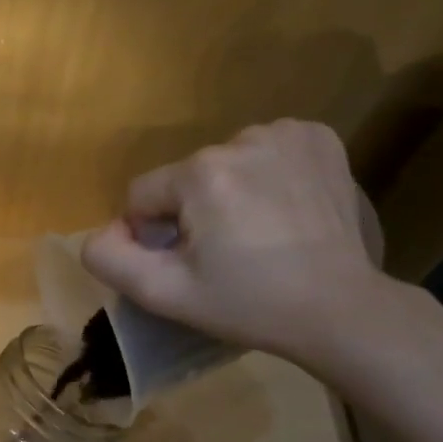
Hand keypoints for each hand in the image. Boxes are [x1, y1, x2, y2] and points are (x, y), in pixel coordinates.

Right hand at [81, 119, 394, 374]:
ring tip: (261, 232)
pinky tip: (285, 207)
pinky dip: (267, 174)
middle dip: (194, 212)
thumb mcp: (165, 294)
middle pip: (185, 179)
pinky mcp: (320, 137)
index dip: (154, 235)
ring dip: (230, 191)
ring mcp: (286, 133)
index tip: (190, 264)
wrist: (340, 308)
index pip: (142, 195)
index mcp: (200, 172)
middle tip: (228, 254)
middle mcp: (241, 138)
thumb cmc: (248, 304)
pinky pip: (266, 151)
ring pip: (225, 163)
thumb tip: (102, 231)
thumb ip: (111, 259)